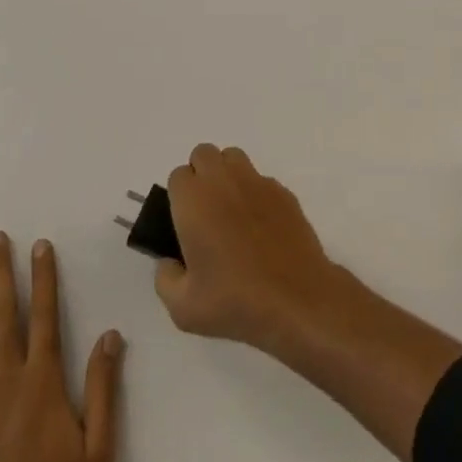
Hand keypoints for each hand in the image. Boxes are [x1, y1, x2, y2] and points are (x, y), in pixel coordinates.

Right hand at [154, 144, 345, 353]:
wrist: (296, 299)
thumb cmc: (235, 301)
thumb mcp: (183, 307)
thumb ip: (165, 279)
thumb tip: (169, 262)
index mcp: (194, 201)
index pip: (177, 176)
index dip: (178, 198)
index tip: (184, 224)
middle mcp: (224, 181)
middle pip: (203, 154)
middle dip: (199, 175)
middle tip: (203, 214)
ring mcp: (257, 182)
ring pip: (233, 158)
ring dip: (226, 175)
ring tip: (230, 212)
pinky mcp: (283, 191)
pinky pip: (260, 179)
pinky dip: (254, 193)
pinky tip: (259, 226)